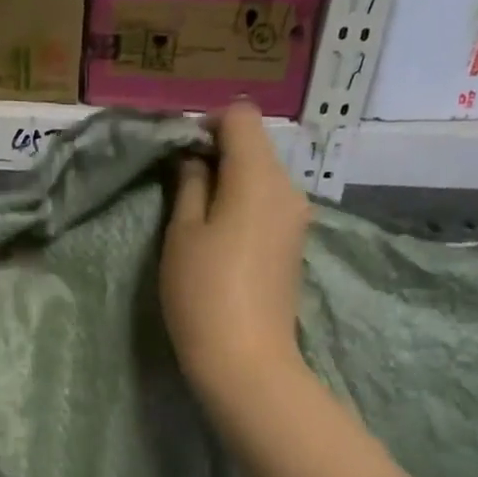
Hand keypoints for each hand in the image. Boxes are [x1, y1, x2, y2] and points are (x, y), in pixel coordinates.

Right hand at [161, 103, 312, 397]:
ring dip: (231, 182)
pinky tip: (223, 238)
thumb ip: (190, 186)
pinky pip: (269, 205)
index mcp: (258, 176)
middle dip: (218, 154)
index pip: (240, 116)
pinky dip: (245, 205)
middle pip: (255, 146)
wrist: (246, 360)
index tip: (180, 153)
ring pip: (262, 176)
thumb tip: (196, 160)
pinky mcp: (295, 244)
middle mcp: (288, 187)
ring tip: (199, 217)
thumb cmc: (203, 293)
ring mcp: (297, 218)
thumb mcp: (182, 234)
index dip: (207, 124)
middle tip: (182, 187)